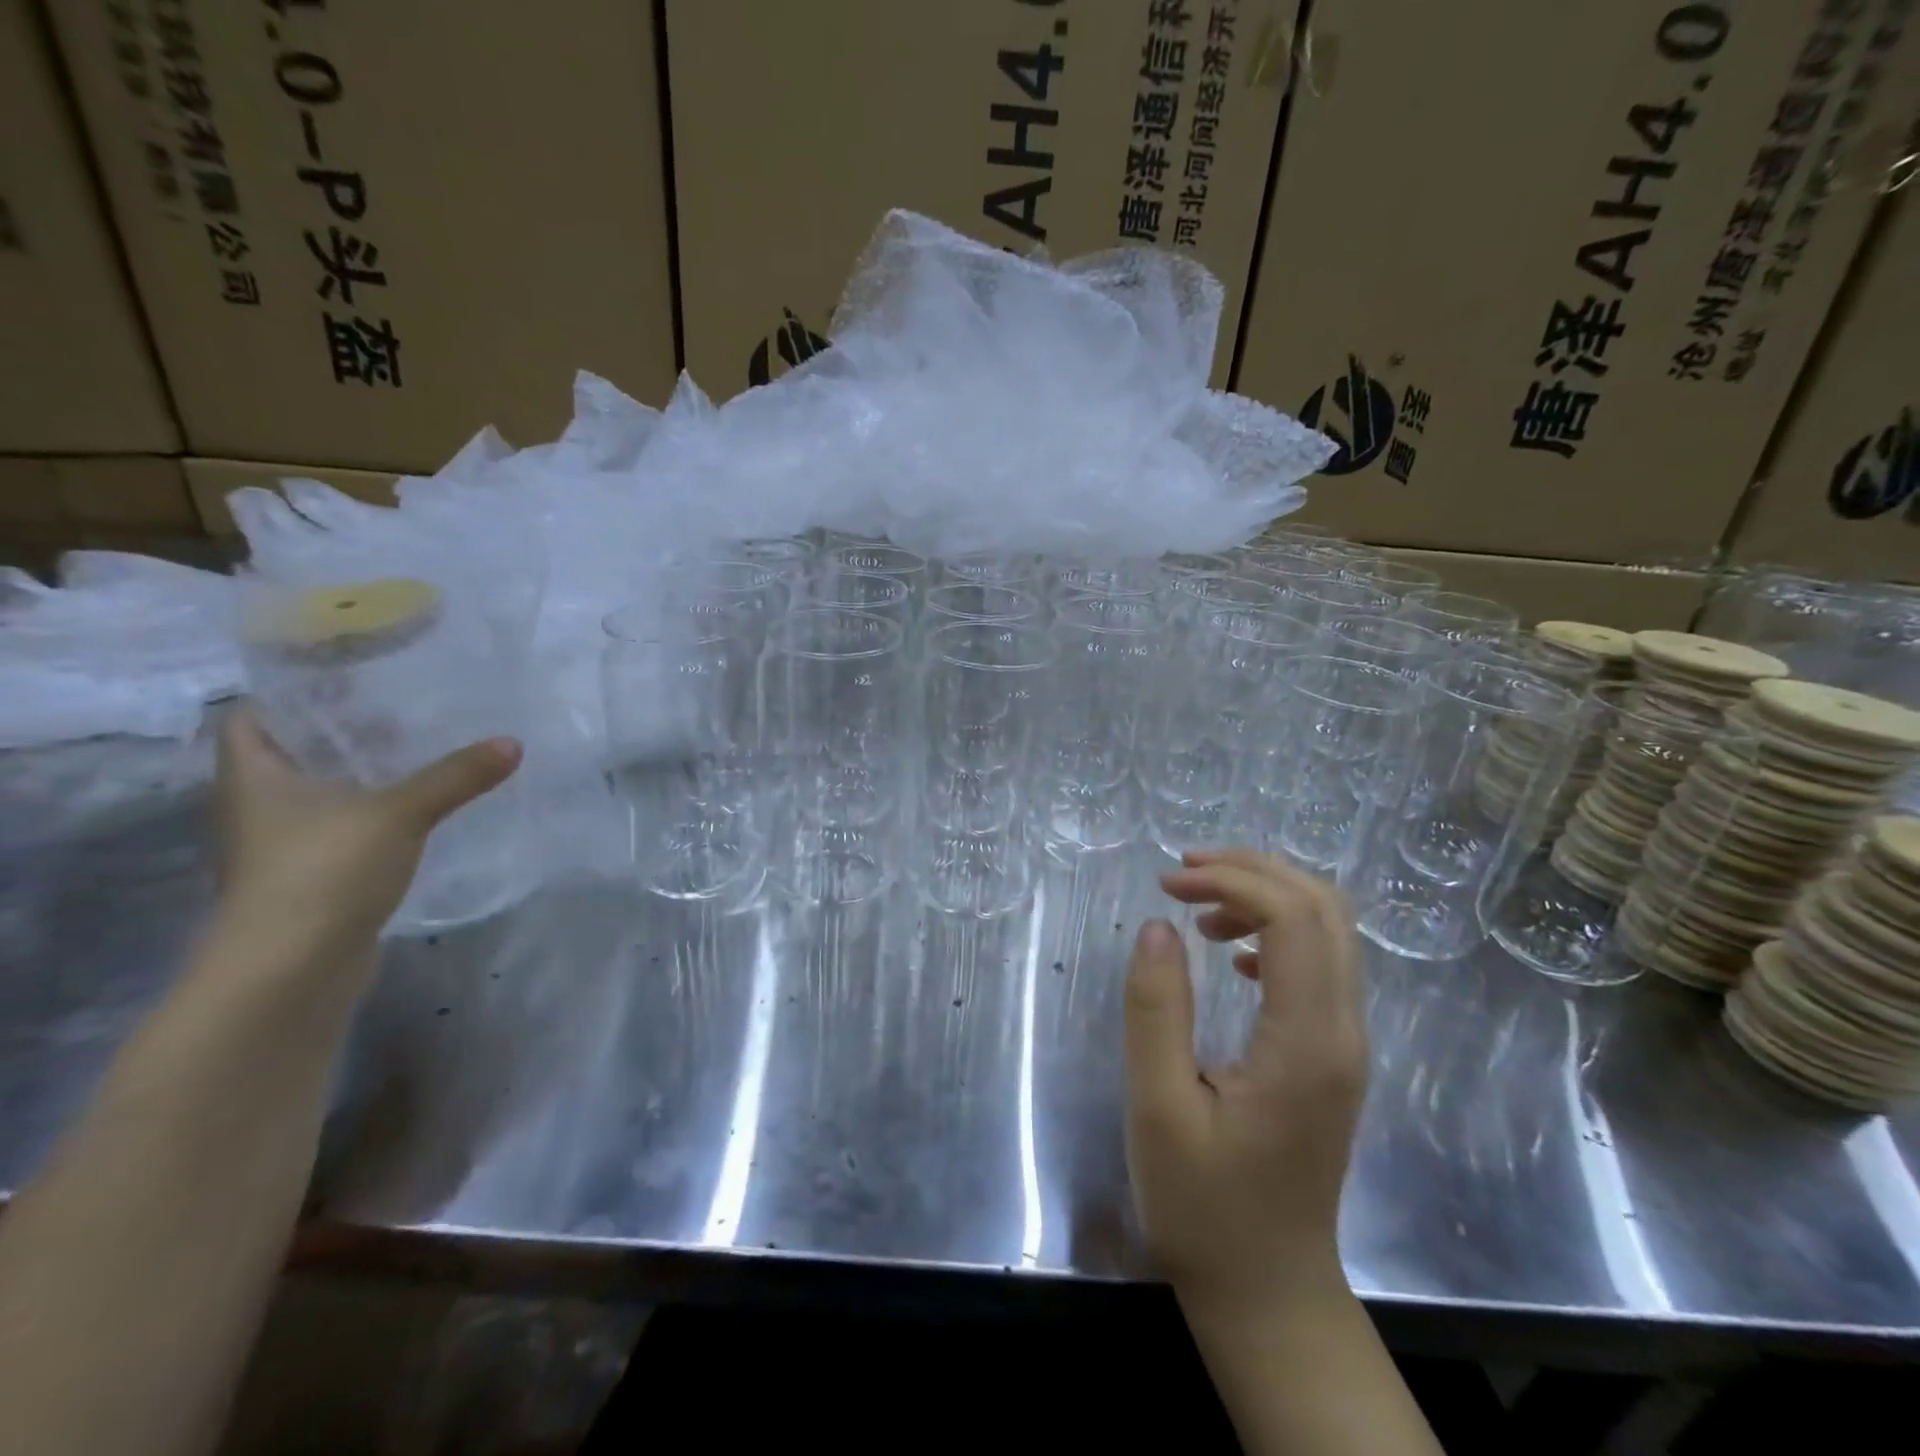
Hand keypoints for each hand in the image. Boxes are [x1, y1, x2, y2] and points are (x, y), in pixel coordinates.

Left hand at [210, 704, 521, 972]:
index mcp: (255, 776)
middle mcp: (258, 805)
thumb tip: (513, 743)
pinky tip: (418, 808)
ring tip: (420, 750)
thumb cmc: (324, 872)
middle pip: (294, 752)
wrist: (290, 970)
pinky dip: (373, 812)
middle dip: (344, 730)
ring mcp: (283, 844)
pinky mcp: (312, 875)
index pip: (254, 715)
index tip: (349, 675)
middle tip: (403, 706)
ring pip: (321, 792)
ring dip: (362, 774)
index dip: (293, 692)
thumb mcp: (399, 813)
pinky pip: (342, 827)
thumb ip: (456, 776)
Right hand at [1124, 848, 1367, 1319]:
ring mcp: (1346, 1043)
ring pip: (1329, 930)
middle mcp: (1343, 1032)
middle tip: (1184, 872)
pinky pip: (1321, 963)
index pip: (1294, 918)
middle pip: (1325, 908)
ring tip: (1199, 907)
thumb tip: (1158, 925)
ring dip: (1266, 896)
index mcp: (1307, 1043)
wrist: (1268, 1293)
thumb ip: (1156, 1010)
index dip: (1232, 881)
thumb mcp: (1158, 1108)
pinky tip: (1233, 954)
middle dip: (1254, 871)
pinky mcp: (1334, 1054)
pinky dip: (1277, 932)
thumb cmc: (1204, 1208)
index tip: (1168, 884)